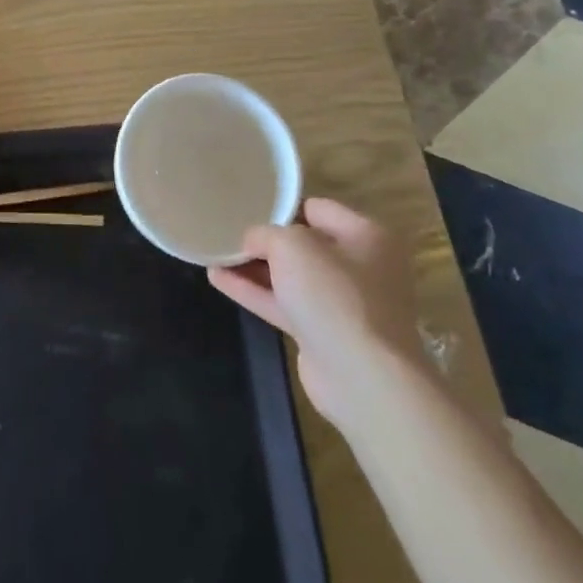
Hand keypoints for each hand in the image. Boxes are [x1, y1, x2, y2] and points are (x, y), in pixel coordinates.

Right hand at [207, 198, 421, 426]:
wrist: (361, 376)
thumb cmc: (334, 296)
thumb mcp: (293, 246)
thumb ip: (265, 234)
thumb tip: (251, 241)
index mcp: (366, 236)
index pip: (317, 209)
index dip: (281, 207)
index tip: (247, 206)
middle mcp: (360, 267)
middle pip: (304, 244)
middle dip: (266, 240)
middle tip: (228, 231)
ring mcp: (341, 303)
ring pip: (290, 277)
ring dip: (254, 267)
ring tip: (215, 253)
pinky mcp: (322, 333)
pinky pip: (283, 304)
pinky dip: (254, 292)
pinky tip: (218, 279)